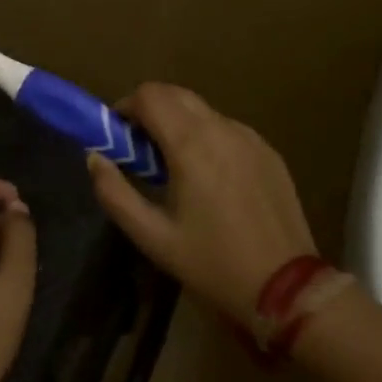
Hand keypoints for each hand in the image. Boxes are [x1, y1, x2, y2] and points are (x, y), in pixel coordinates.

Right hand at [88, 83, 315, 323]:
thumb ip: (114, 192)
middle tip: (141, 151)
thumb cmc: (212, 263)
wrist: (287, 287)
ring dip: (178, 123)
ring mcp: (249, 137)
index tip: (118, 138)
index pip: (149, 95)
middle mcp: (221, 128)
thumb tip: (94, 157)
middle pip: (174, 93)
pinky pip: (226, 128)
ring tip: (174, 168)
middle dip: (150, 111)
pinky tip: (210, 178)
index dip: (125, 108)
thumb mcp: (152, 236)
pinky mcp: (268, 151)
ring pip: (201, 110)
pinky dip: (206, 137)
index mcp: (191, 144)